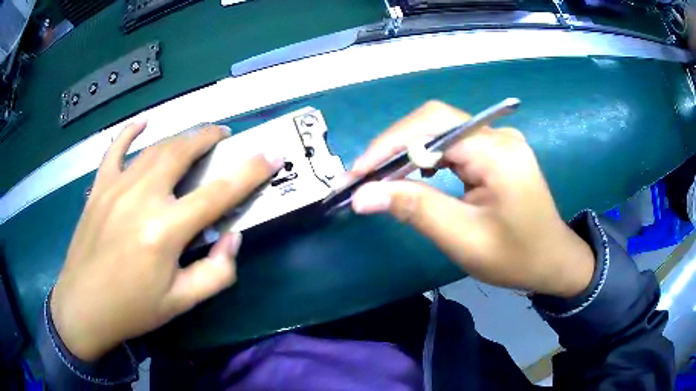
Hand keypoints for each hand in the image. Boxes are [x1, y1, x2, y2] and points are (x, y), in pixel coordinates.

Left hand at [50, 123, 282, 360]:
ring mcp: (116, 187)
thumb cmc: (133, 309)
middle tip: (223, 135)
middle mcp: (141, 197)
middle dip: (208, 137)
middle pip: (182, 152)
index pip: (218, 192)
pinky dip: (130, 132)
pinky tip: (143, 123)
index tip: (271, 155)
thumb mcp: (181, 302)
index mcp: (165, 230)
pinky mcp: (99, 187)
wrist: (84, 306)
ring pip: (154, 148)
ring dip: (180, 137)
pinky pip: (115, 149)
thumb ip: (216, 272)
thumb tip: (232, 238)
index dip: (249, 172)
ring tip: (194, 136)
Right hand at [350, 101, 593, 297]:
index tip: (357, 174)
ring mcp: (498, 140)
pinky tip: (414, 175)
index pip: (433, 127)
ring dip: (406, 151)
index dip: (389, 145)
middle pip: (434, 122)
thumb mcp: (464, 239)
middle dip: (393, 146)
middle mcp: (498, 136)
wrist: (553, 261)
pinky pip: (452, 144)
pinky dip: (426, 156)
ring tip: (380, 177)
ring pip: (440, 130)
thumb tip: (364, 195)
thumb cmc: (516, 257)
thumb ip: (416, 210)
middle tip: (363, 177)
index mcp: (497, 153)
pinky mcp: (495, 151)